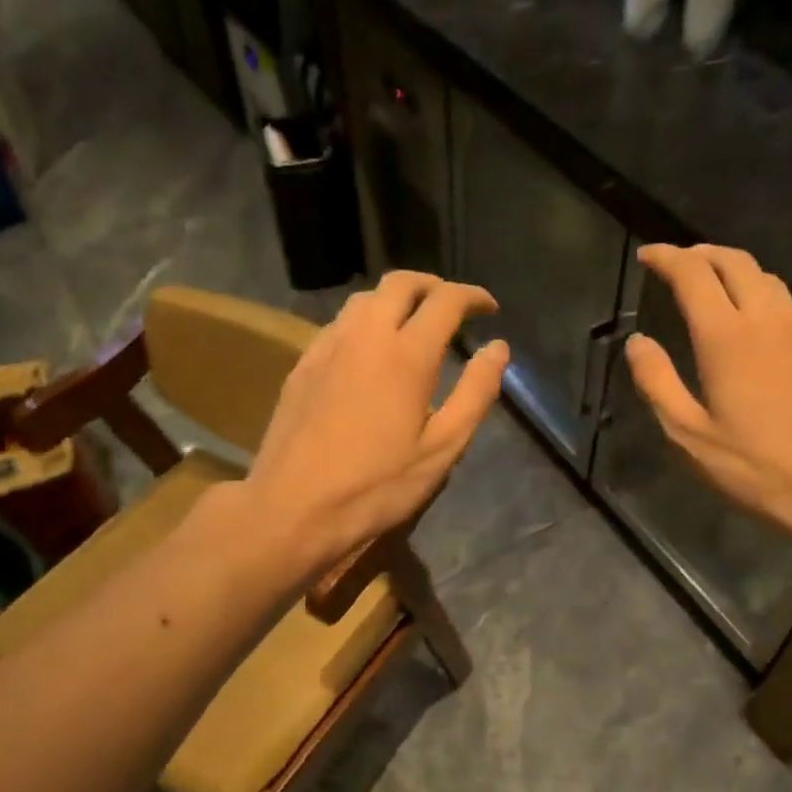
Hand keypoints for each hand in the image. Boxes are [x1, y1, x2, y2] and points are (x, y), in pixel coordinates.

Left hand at [245, 270, 508, 567]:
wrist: (293, 507)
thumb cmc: (377, 486)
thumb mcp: (441, 449)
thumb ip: (475, 393)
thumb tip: (498, 348)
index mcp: (407, 355)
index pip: (445, 301)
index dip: (472, 296)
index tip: (489, 308)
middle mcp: (365, 336)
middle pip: (400, 283)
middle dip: (433, 285)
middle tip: (453, 306)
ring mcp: (328, 347)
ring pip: (365, 299)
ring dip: (396, 298)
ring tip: (414, 323)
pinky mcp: (303, 364)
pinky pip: (339, 323)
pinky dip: (366, 320)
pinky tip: (370, 350)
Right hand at [625, 244, 791, 552]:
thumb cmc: (755, 468)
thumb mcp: (689, 435)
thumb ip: (657, 382)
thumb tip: (638, 343)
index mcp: (727, 337)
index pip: (693, 274)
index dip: (666, 258)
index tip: (646, 255)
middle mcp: (766, 320)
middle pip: (734, 261)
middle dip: (700, 252)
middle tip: (675, 262)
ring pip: (765, 277)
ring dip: (732, 267)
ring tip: (709, 281)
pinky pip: (784, 302)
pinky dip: (757, 292)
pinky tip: (749, 318)